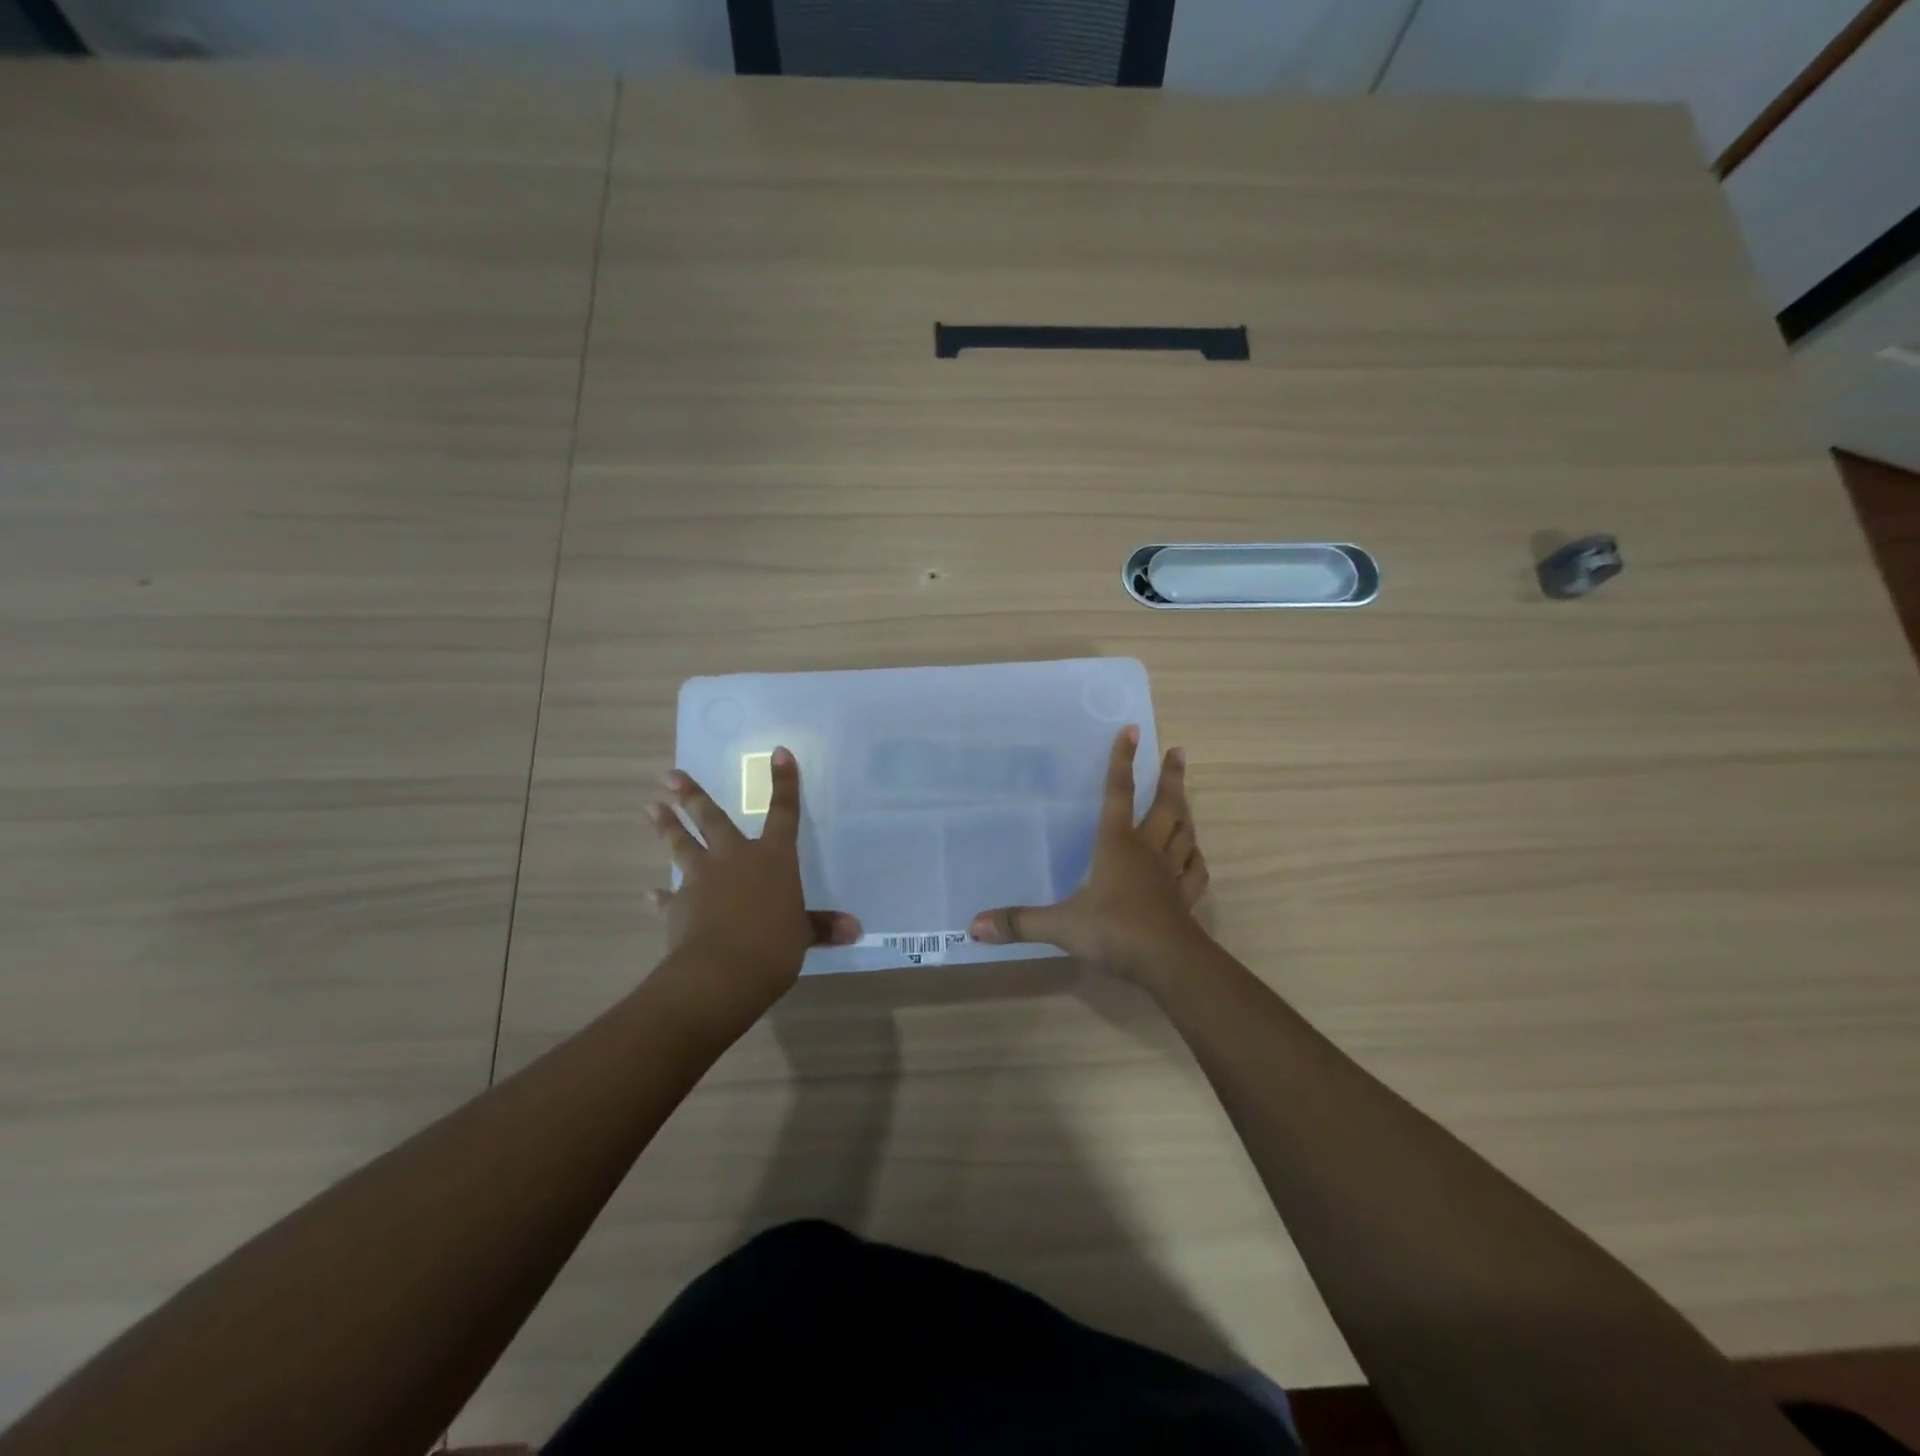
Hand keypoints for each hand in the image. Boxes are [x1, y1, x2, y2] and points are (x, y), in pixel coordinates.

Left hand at [648, 747, 861, 1003]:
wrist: (721, 972)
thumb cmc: (773, 946)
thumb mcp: (803, 936)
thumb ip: (822, 927)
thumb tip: (855, 929)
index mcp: (773, 858)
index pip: (783, 813)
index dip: (784, 783)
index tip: (779, 753)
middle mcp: (735, 858)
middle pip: (712, 819)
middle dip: (692, 796)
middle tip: (670, 776)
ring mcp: (702, 879)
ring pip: (682, 845)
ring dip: (667, 827)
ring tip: (651, 808)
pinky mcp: (678, 906)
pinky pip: (668, 898)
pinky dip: (660, 897)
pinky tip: (649, 895)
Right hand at [967, 725, 1209, 984]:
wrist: (1168, 963)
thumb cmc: (1114, 931)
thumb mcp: (1060, 926)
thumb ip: (1019, 923)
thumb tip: (973, 927)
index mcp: (1117, 845)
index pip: (1118, 794)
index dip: (1123, 761)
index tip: (1133, 730)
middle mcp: (1148, 851)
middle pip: (1165, 805)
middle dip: (1171, 777)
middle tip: (1179, 751)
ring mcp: (1171, 874)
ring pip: (1185, 833)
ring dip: (1186, 811)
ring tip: (1185, 798)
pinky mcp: (1186, 898)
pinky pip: (1196, 871)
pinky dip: (1196, 859)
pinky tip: (1195, 857)